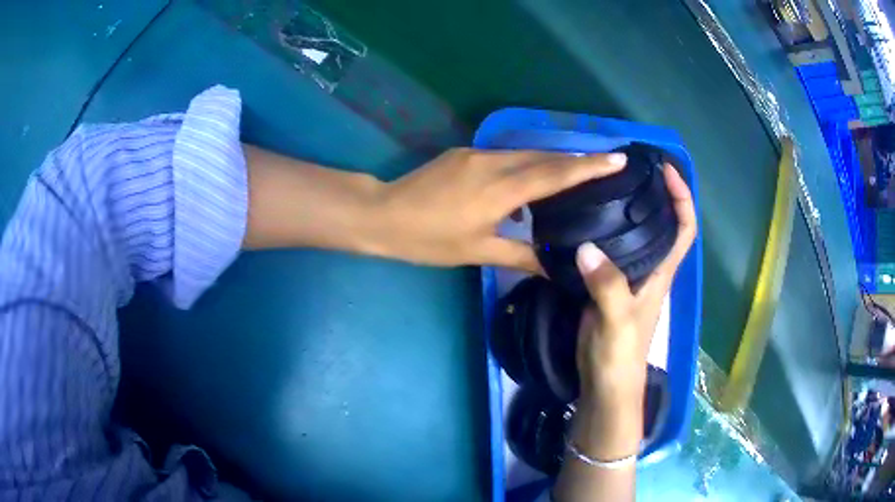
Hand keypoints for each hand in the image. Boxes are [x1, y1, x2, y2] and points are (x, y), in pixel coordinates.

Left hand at [375, 148, 626, 272]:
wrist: (382, 214)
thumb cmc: (428, 239)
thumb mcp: (477, 252)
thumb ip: (519, 256)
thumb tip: (553, 266)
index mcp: (500, 189)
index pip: (555, 174)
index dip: (588, 166)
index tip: (617, 158)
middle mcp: (493, 163)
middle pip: (545, 157)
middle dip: (578, 159)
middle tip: (607, 163)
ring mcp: (477, 154)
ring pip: (526, 154)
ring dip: (553, 161)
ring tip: (578, 173)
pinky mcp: (465, 153)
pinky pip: (506, 156)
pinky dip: (527, 166)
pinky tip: (532, 184)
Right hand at [574, 165, 696, 415]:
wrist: (604, 384)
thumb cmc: (621, 356)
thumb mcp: (617, 322)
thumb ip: (607, 286)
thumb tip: (586, 247)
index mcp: (661, 273)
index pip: (684, 229)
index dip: (683, 198)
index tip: (666, 170)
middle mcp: (650, 268)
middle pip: (662, 224)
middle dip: (654, 193)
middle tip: (628, 168)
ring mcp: (629, 276)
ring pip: (635, 235)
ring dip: (628, 208)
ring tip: (605, 185)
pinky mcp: (608, 284)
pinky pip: (611, 249)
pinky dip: (604, 230)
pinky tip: (586, 220)